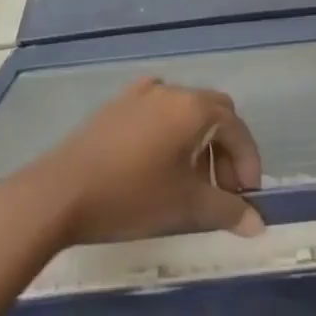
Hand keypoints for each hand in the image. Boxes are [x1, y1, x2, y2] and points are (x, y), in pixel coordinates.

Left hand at [22, 77, 263, 245]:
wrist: (57, 194)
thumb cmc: (130, 196)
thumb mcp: (185, 206)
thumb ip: (227, 211)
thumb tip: (258, 224)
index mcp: (194, 108)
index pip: (237, 130)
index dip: (249, 163)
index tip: (247, 197)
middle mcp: (171, 91)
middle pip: (216, 113)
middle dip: (226, 150)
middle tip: (222, 189)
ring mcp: (140, 95)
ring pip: (186, 110)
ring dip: (199, 141)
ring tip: (190, 180)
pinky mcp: (116, 106)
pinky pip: (157, 109)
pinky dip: (170, 130)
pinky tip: (159, 156)